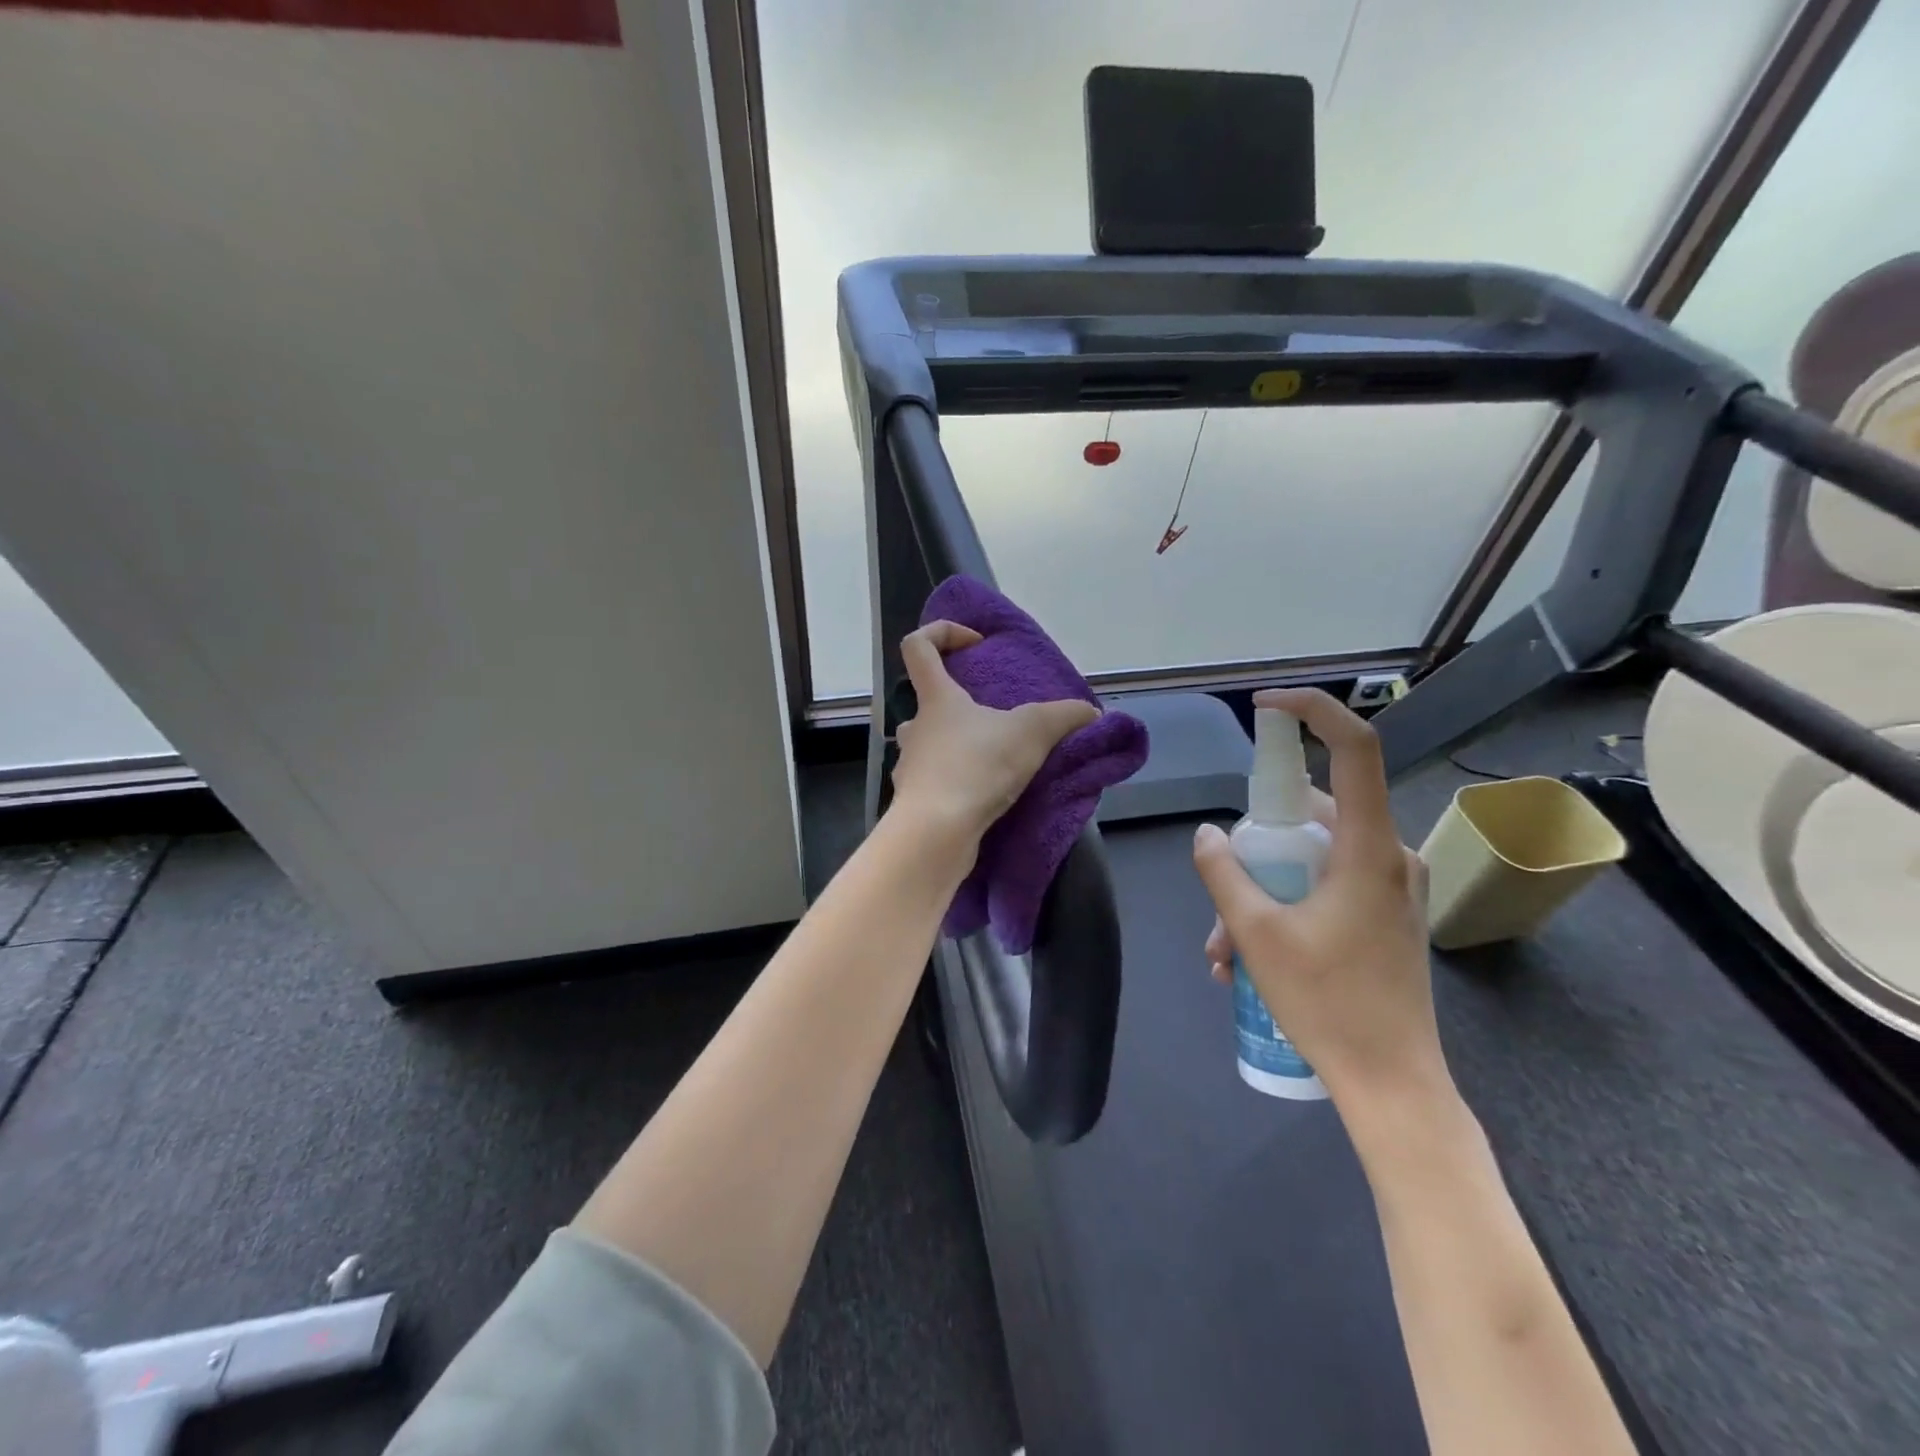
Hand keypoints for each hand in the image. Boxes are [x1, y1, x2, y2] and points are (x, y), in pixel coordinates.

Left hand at [888, 621, 1101, 843]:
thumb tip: (1091, 711)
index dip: (942, 633)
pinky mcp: (914, 802)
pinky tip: (984, 794)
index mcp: (936, 698)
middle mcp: (915, 727)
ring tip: (992, 758)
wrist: (937, 833)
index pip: (918, 646)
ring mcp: (910, 766)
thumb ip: (1064, 716)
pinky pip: (934, 782)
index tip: (974, 645)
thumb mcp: (1032, 732)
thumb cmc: (977, 767)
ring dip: (955, 746)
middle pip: (925, 701)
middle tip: (991, 718)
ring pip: (928, 745)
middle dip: (957, 705)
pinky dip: (956, 783)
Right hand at [1191, 688, 1444, 1113]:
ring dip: (1261, 887)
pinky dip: (1284, 904)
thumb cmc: (1328, 1005)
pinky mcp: (1384, 912)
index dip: (1313, 712)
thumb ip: (1225, 875)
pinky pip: (1325, 883)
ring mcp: (1390, 886)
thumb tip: (1207, 835)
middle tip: (1219, 894)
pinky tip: (1246, 956)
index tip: (1266, 707)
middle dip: (1255, 846)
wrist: (1393, 1085)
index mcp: (1368, 849)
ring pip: (1311, 856)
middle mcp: (1388, 855)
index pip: (1356, 750)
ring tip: (1222, 949)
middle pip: (1312, 813)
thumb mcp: (1257, 936)